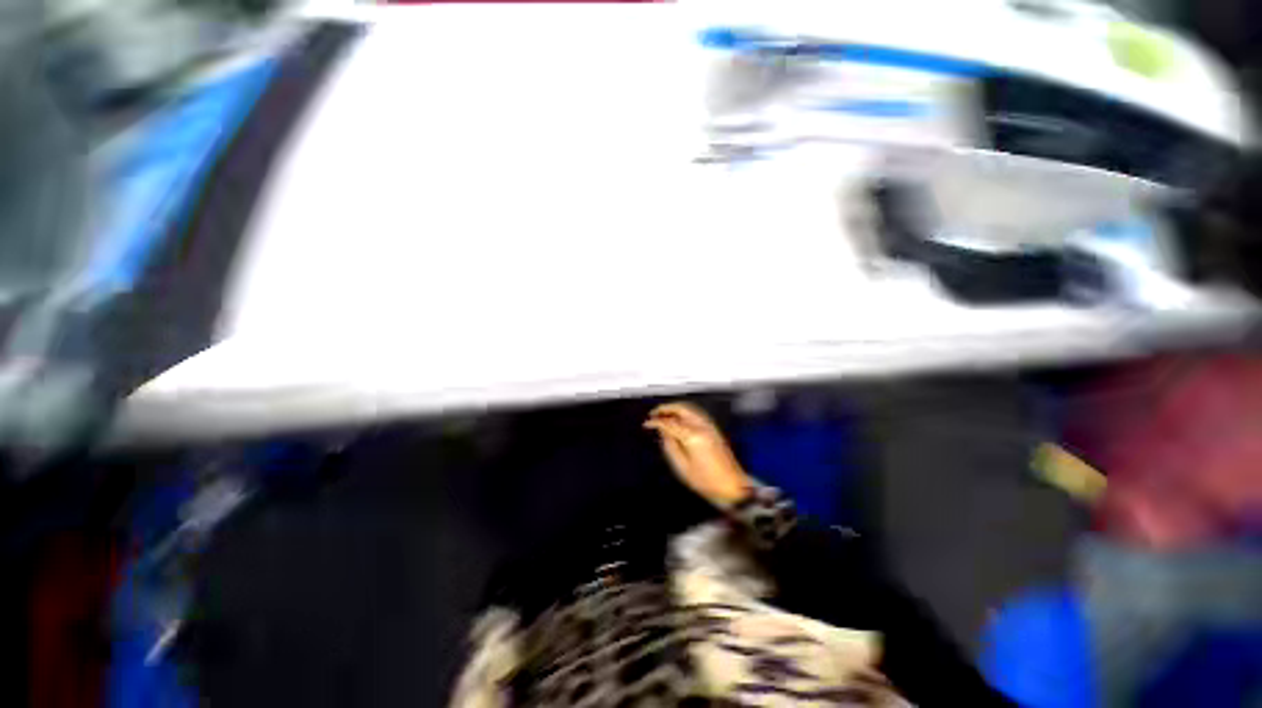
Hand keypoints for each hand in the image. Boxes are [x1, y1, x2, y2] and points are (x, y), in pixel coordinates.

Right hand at [645, 402, 751, 507]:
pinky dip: (684, 411)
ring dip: (675, 408)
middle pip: (681, 408)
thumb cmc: (705, 481)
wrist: (732, 486)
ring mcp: (709, 426)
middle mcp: (701, 426)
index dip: (656, 422)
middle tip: (654, 413)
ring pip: (689, 408)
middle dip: (666, 408)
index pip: (670, 423)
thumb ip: (670, 447)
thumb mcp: (682, 467)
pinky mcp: (713, 429)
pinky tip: (678, 418)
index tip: (647, 423)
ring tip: (663, 414)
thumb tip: (663, 432)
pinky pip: (695, 413)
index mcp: (692, 436)